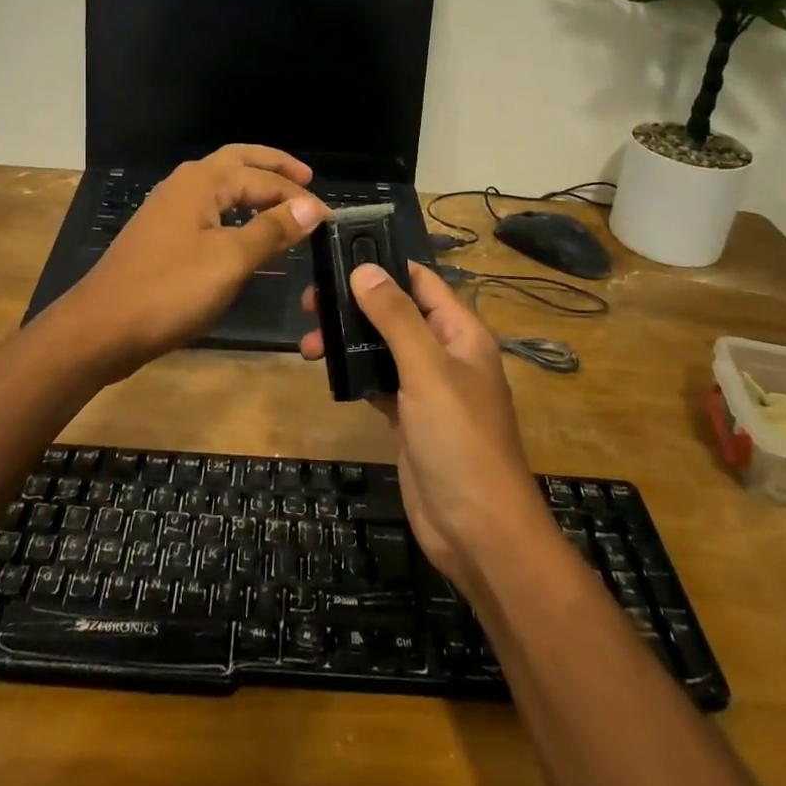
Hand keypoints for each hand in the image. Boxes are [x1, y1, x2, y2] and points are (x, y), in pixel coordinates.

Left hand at [50, 145, 327, 376]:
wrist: (101, 328)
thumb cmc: (170, 290)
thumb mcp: (230, 261)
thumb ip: (272, 230)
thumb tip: (311, 206)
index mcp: (202, 182)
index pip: (263, 178)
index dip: (298, 196)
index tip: (329, 218)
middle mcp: (184, 184)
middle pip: (238, 162)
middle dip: (273, 167)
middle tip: (308, 177)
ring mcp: (169, 209)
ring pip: (221, 185)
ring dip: (253, 187)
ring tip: (283, 203)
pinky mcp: (162, 235)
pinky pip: (208, 209)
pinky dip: (235, 210)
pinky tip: (244, 231)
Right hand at [301, 263, 555, 591]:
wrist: (477, 531)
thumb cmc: (460, 440)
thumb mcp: (427, 370)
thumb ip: (395, 317)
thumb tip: (363, 268)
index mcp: (461, 332)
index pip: (421, 281)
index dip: (384, 263)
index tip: (338, 254)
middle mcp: (445, 353)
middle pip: (396, 312)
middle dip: (356, 303)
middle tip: (310, 302)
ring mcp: (426, 388)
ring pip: (382, 347)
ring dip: (348, 339)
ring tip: (308, 342)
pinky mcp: (408, 417)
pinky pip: (378, 381)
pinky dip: (354, 372)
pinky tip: (326, 369)